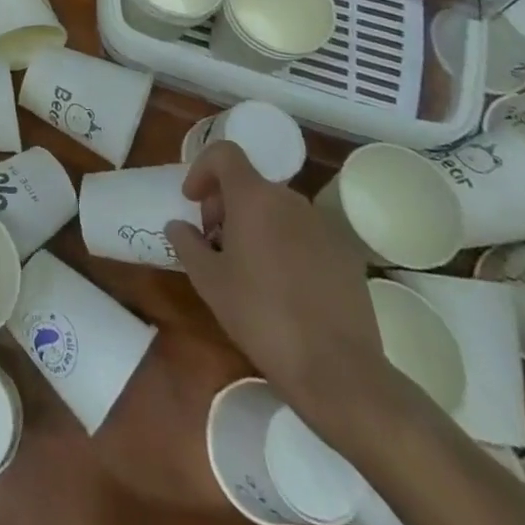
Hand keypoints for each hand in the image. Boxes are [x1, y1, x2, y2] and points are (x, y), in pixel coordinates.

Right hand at [167, 142, 385, 430]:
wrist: (339, 371)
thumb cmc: (263, 317)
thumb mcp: (209, 282)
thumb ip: (187, 244)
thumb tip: (179, 226)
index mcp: (254, 197)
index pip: (224, 153)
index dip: (202, 168)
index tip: (193, 201)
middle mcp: (290, 200)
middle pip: (250, 183)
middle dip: (226, 204)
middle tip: (215, 242)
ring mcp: (323, 226)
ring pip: (278, 209)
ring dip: (257, 224)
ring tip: (249, 268)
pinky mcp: (346, 254)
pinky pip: (306, 234)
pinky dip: (287, 245)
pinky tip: (285, 288)